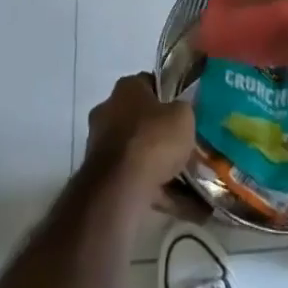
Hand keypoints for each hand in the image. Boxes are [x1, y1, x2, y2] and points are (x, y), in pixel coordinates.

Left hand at [85, 73, 195, 204]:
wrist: (120, 188)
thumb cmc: (153, 139)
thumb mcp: (183, 116)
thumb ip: (183, 110)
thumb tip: (178, 115)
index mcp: (126, 88)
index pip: (149, 83)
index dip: (168, 95)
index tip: (183, 111)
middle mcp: (108, 110)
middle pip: (140, 119)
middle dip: (160, 133)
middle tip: (184, 145)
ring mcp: (100, 145)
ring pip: (137, 152)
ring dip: (158, 164)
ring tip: (187, 180)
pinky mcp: (100, 177)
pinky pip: (134, 179)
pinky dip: (155, 190)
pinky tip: (180, 204)